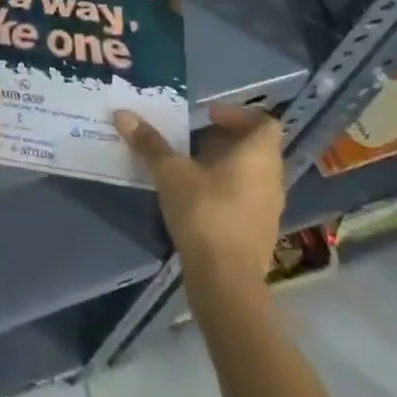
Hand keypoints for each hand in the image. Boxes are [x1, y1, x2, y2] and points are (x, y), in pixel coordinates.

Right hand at [115, 103, 284, 283]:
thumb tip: (122, 114)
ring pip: (252, 176)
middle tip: (194, 140)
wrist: (226, 281)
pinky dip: (228, 193)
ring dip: (226, 168)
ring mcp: (270, 210)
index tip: (208, 117)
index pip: (264, 122)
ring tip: (192, 169)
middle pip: (257, 148)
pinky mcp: (262, 236)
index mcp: (259, 155)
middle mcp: (273, 179)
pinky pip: (248, 201)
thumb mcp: (171, 173)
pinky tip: (199, 201)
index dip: (238, 114)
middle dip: (226, 140)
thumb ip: (150, 143)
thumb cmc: (205, 212)